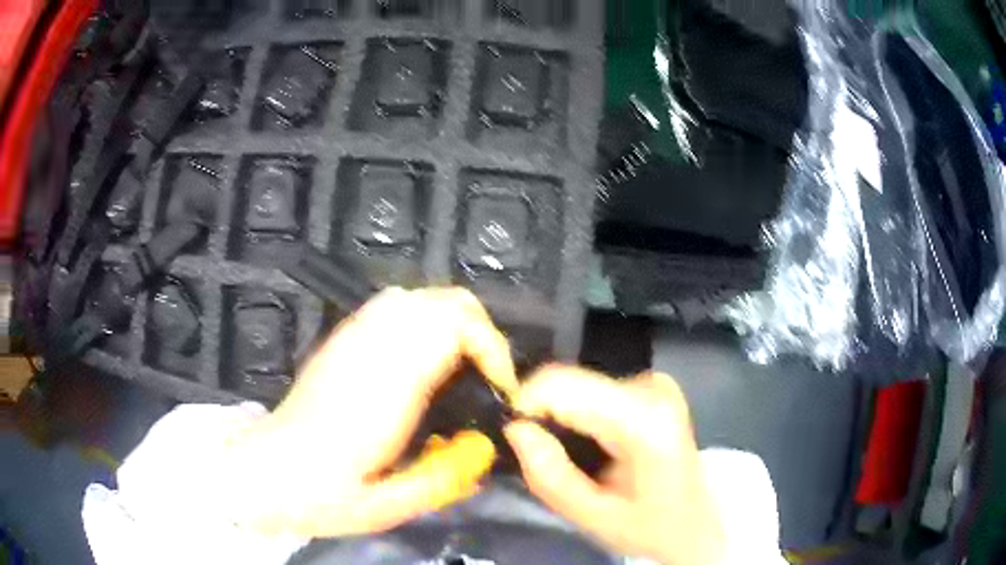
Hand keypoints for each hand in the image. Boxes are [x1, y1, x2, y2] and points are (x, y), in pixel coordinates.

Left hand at [225, 287, 517, 537]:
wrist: (267, 472)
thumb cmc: (323, 494)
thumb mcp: (388, 507)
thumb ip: (443, 479)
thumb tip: (485, 450)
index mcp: (385, 390)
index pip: (452, 329)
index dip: (491, 349)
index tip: (500, 386)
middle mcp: (370, 351)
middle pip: (441, 302)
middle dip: (479, 331)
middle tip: (487, 376)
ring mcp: (351, 339)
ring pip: (415, 297)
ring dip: (450, 321)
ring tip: (459, 365)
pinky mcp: (340, 340)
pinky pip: (388, 305)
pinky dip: (419, 318)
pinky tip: (420, 355)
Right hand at [505, 366, 724, 564]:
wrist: (696, 521)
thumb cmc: (649, 525)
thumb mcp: (593, 516)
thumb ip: (550, 475)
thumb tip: (515, 429)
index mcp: (645, 420)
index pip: (564, 385)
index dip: (526, 403)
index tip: (513, 436)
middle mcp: (652, 387)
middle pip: (570, 383)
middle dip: (543, 415)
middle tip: (541, 457)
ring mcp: (654, 382)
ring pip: (578, 385)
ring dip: (561, 417)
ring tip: (571, 457)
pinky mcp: (651, 385)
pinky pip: (594, 389)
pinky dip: (579, 414)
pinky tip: (591, 445)